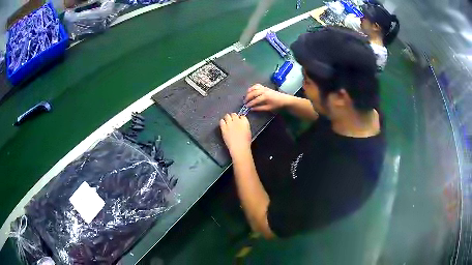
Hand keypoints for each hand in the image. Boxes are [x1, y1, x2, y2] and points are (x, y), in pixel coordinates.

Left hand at [220, 113, 251, 155]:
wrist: (239, 147)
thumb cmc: (245, 142)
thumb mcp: (248, 132)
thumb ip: (244, 126)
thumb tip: (241, 125)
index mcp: (244, 122)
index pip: (242, 116)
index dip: (240, 118)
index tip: (239, 121)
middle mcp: (237, 121)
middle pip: (234, 114)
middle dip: (233, 117)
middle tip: (232, 121)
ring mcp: (229, 124)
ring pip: (227, 116)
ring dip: (227, 118)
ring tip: (227, 121)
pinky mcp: (224, 128)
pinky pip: (221, 121)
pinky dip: (222, 122)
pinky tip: (223, 124)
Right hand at [245, 84, 290, 110]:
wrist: (284, 99)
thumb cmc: (277, 105)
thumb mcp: (268, 108)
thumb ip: (260, 108)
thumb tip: (252, 109)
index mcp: (265, 97)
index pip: (255, 100)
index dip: (250, 103)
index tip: (246, 106)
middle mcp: (264, 91)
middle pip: (253, 93)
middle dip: (248, 97)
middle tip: (244, 102)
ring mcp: (264, 88)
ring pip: (254, 88)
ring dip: (249, 92)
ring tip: (246, 96)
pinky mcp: (265, 87)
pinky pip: (257, 85)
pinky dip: (253, 87)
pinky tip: (250, 90)